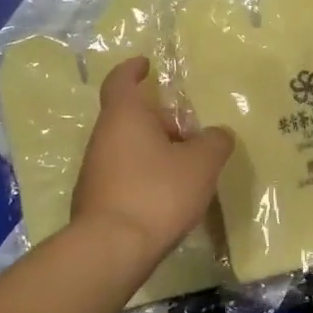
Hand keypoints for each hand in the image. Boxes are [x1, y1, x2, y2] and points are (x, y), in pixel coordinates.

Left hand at [73, 57, 233, 257]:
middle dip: (158, 119)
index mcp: (124, 116)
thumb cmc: (157, 192)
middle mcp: (102, 138)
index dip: (133, 69)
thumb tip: (218, 134)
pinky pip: (124, 175)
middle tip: (188, 129)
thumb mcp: (201, 164)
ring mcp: (94, 171)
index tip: (146, 64)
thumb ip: (214, 142)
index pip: (121, 80)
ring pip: (127, 148)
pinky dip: (144, 176)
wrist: (112, 248)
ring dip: (153, 150)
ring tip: (185, 166)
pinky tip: (167, 195)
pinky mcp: (96, 200)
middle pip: (129, 117)